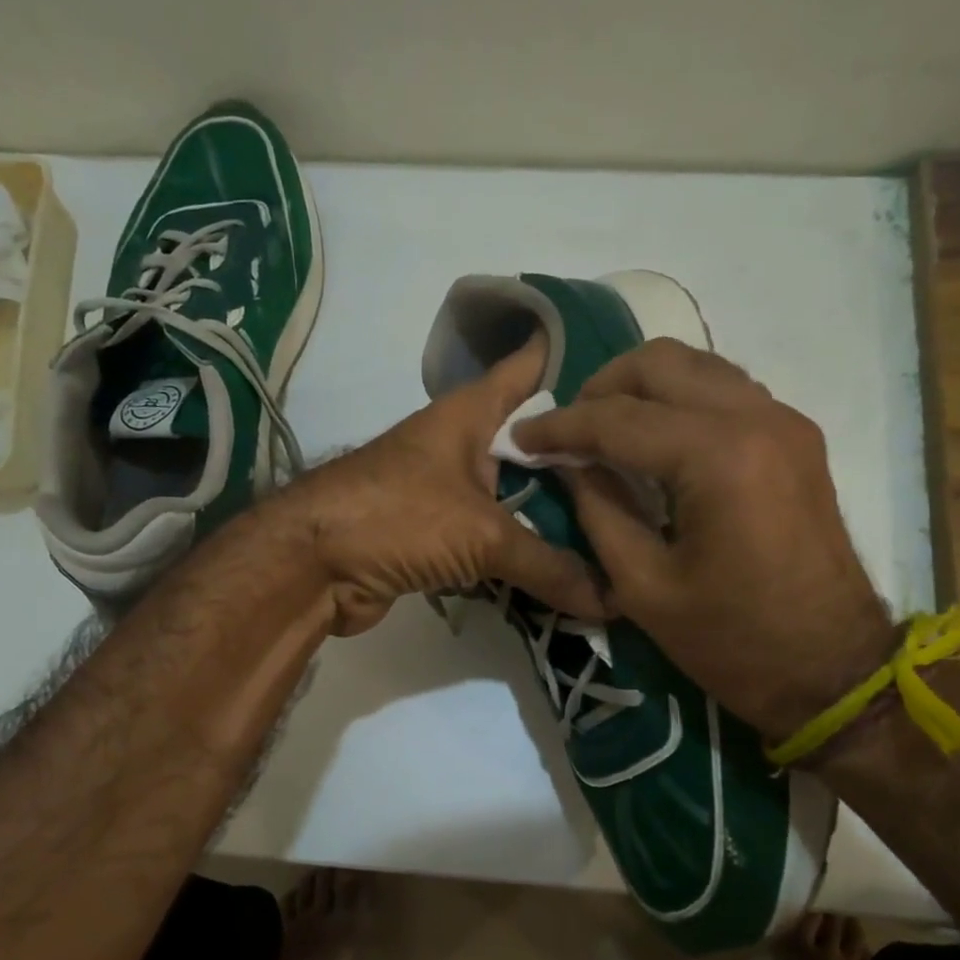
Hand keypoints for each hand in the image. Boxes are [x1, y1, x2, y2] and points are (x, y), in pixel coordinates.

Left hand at [278, 342, 604, 635]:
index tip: (631, 371)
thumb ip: (549, 564)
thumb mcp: (481, 535)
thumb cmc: (396, 517)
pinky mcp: (439, 535)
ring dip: (558, 515)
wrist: (311, 567)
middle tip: (649, 473)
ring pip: (518, 496)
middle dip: (585, 457)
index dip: (575, 358)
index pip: (531, 367)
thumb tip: (613, 600)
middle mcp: (464, 445)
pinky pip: (498, 539)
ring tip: (626, 524)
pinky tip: (574, 568)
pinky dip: (528, 554)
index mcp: (472, 413)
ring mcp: (450, 491)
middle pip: (536, 443)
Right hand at [513, 338, 892, 741]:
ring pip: (697, 366)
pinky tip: (657, 440)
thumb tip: (569, 463)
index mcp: (716, 457)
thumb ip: (598, 510)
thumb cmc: (731, 641)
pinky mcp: (797, 439)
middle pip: (659, 364)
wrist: (831, 670)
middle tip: (568, 431)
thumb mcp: (643, 586)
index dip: (560, 427)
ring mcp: (784, 422)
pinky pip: (726, 391)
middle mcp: (756, 418)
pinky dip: (681, 400)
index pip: (617, 418)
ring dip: (642, 388)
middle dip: (601, 388)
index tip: (520, 436)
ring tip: (605, 431)